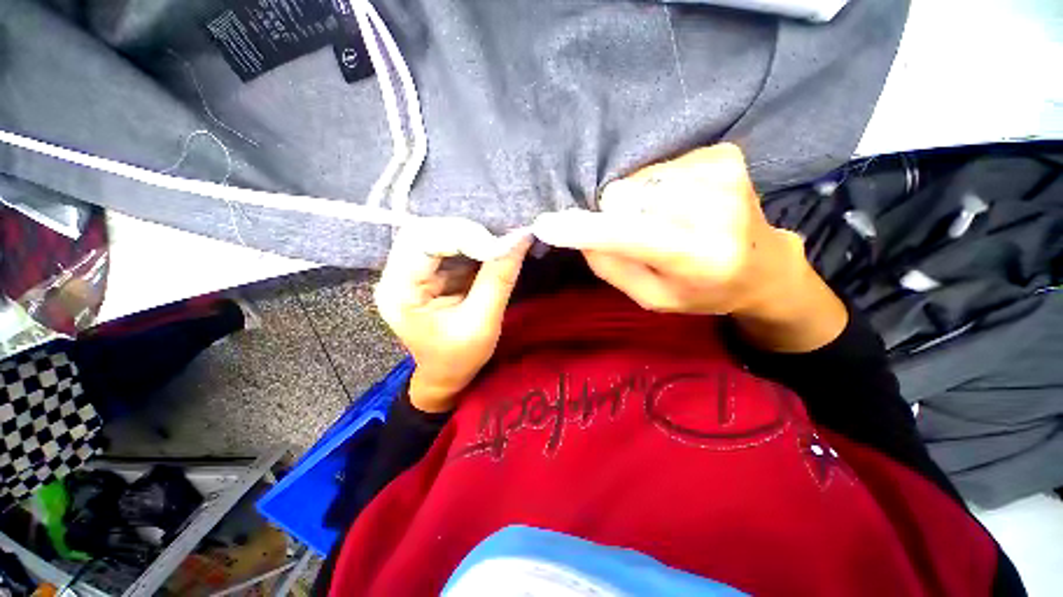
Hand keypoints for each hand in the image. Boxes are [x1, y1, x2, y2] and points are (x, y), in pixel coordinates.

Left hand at [375, 217, 532, 411]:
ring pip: (439, 233)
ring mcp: (411, 270)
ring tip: (500, 242)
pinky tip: (492, 250)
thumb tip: (521, 238)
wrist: (447, 374)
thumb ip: (499, 278)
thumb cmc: (459, 358)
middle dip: (467, 231)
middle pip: (427, 230)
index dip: (463, 235)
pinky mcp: (428, 271)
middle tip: (501, 240)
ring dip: (472, 235)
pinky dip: (474, 244)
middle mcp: (397, 273)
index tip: (500, 245)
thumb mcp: (482, 323)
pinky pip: (450, 245)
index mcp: (399, 291)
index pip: (422, 241)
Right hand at [532, 143, 845, 351]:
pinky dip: (656, 187)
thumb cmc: (702, 292)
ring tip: (663, 221)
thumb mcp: (651, 298)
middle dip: (615, 215)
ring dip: (636, 202)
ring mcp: (724, 173)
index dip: (584, 229)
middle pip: (624, 196)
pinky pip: (658, 167)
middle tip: (636, 234)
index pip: (629, 235)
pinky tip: (679, 204)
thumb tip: (581, 234)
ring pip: (638, 180)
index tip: (546, 225)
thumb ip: (613, 267)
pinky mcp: (724, 154)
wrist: (763, 266)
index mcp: (700, 257)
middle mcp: (717, 209)